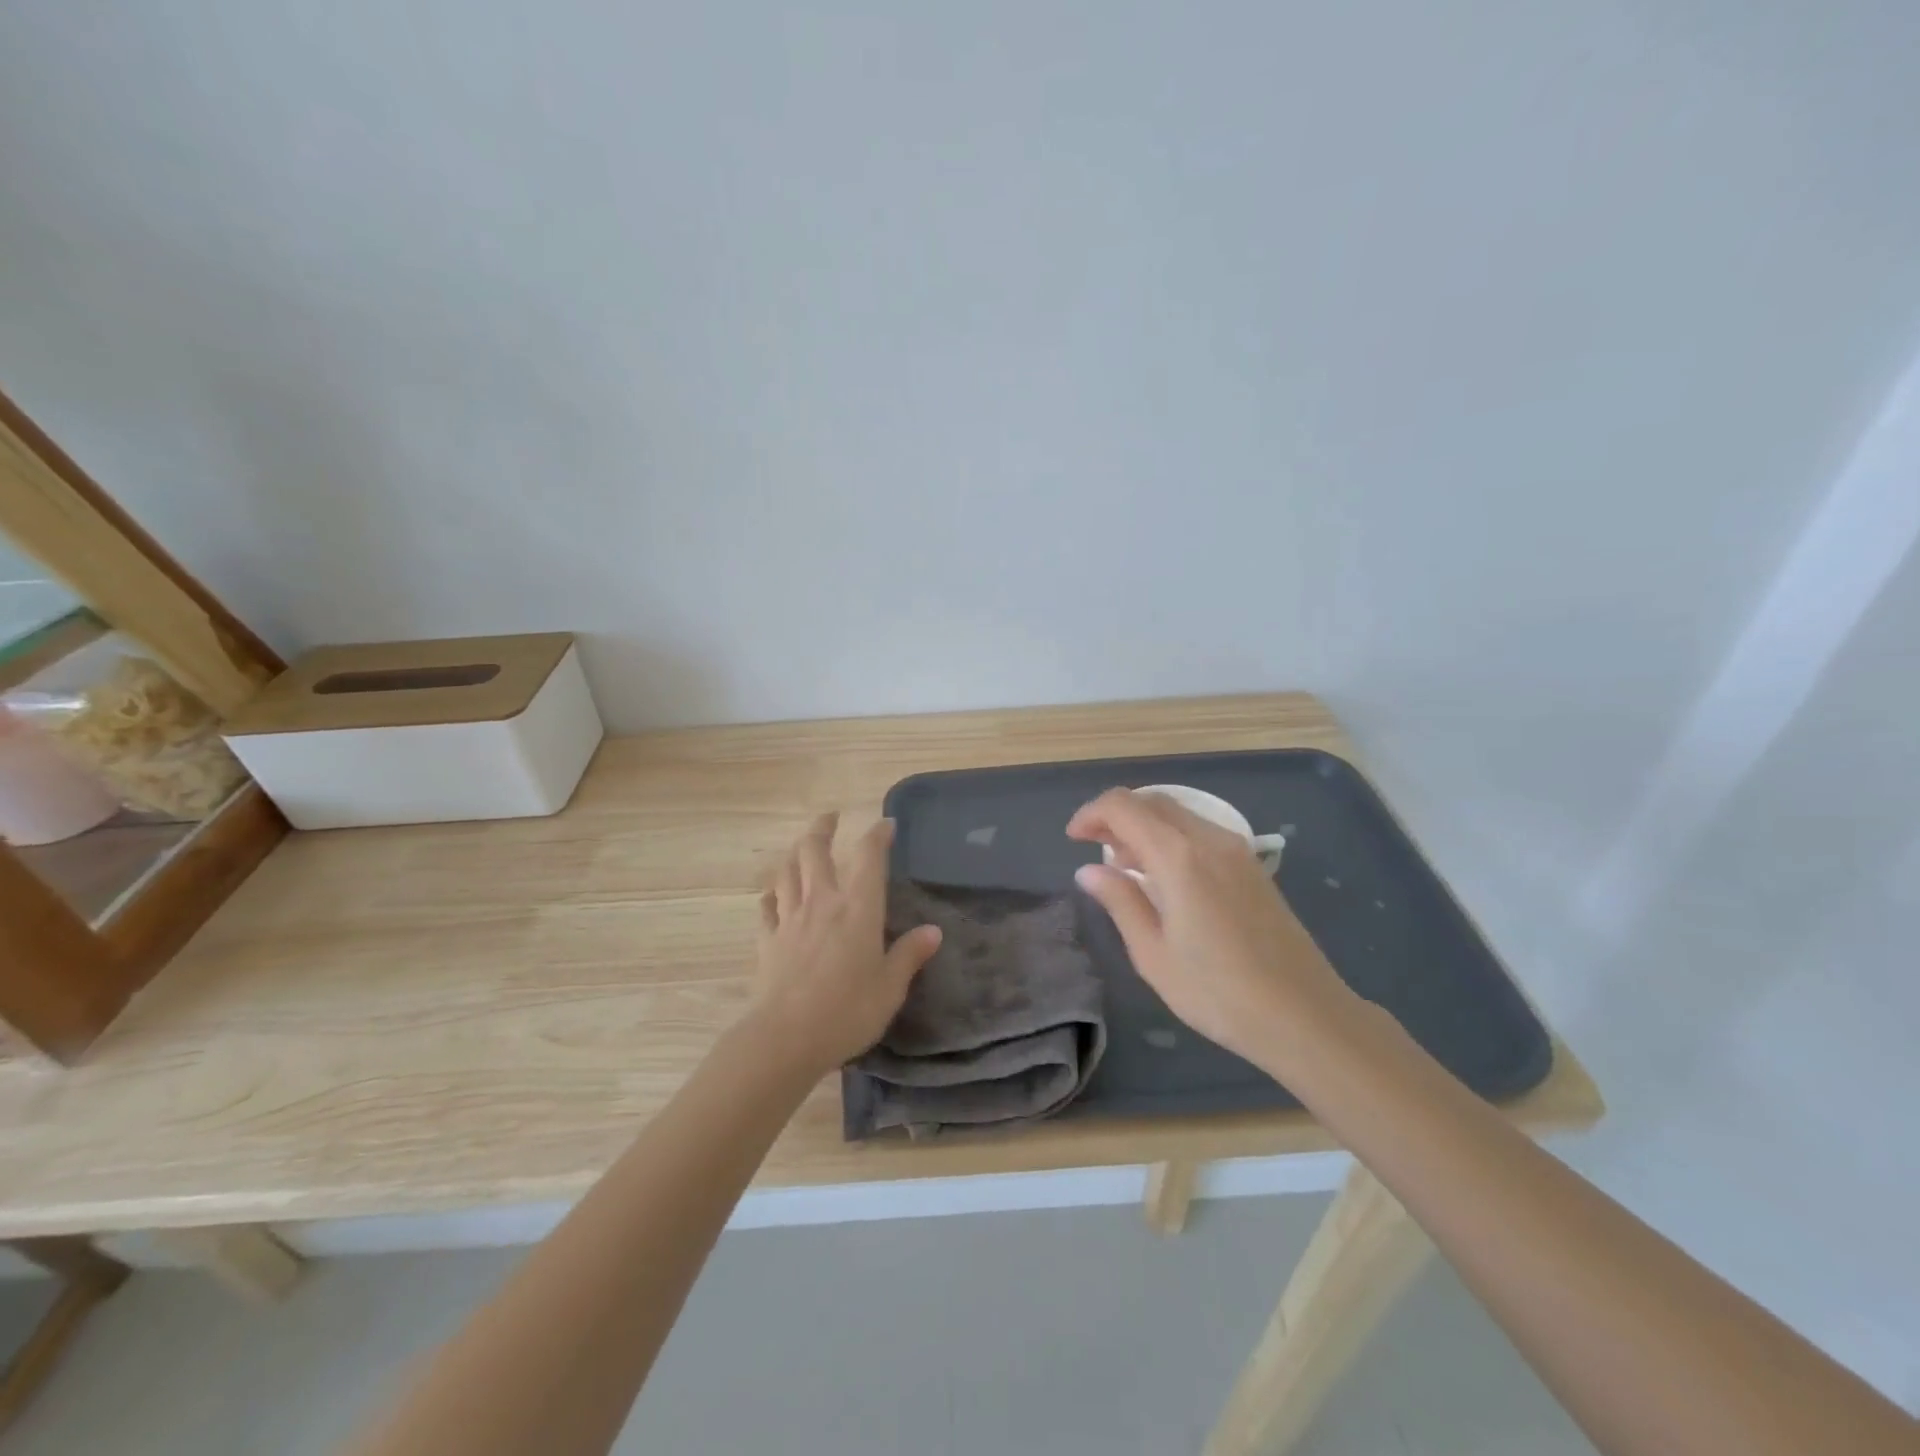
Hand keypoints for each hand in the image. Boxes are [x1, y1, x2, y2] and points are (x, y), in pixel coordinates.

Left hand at [747, 812, 942, 1076]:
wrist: (786, 1037)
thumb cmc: (848, 1011)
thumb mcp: (890, 987)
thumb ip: (909, 955)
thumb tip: (932, 931)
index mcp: (858, 908)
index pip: (869, 857)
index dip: (878, 835)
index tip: (886, 824)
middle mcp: (822, 902)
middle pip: (815, 851)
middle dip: (823, 828)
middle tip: (831, 817)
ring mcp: (790, 918)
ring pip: (787, 871)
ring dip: (796, 853)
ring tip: (803, 848)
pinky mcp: (768, 940)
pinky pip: (767, 906)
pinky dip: (772, 894)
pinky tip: (774, 894)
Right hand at [1066, 788, 1359, 1070]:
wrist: (1305, 1016)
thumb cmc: (1218, 992)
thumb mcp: (1153, 954)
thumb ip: (1120, 901)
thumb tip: (1088, 870)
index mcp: (1179, 857)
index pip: (1124, 806)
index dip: (1091, 814)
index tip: (1073, 839)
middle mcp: (1209, 840)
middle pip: (1152, 801)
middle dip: (1116, 816)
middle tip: (1094, 850)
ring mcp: (1237, 850)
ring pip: (1178, 815)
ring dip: (1145, 826)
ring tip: (1126, 868)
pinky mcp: (1253, 867)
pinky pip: (1201, 832)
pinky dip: (1171, 838)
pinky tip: (1165, 878)